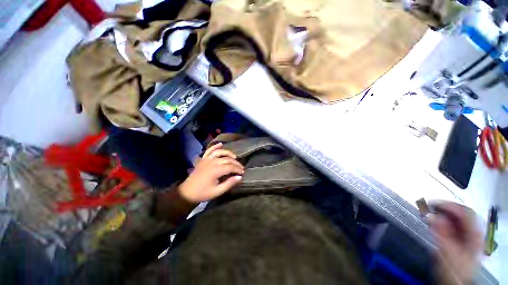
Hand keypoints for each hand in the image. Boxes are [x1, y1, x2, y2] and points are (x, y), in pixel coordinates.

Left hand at [178, 143, 243, 202]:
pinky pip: (209, 151)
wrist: (186, 193)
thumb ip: (229, 183)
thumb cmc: (203, 193)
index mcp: (216, 170)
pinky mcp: (203, 159)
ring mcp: (207, 160)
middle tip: (241, 168)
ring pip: (220, 153)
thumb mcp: (217, 191)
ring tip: (234, 157)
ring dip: (228, 153)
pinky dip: (215, 146)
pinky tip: (220, 144)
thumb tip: (240, 177)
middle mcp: (212, 162)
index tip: (243, 172)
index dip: (238, 169)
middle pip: (227, 159)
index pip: (231, 167)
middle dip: (236, 163)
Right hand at [429, 202, 482, 284]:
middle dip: (446, 208)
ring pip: (458, 219)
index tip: (432, 203)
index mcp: (474, 235)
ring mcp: (468, 236)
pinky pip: (454, 225)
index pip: (465, 213)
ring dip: (444, 213)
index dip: (450, 206)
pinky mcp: (461, 239)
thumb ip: (443, 233)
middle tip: (429, 206)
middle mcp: (473, 233)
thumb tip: (433, 216)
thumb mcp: (448, 253)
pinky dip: (444, 220)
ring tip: (430, 211)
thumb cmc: (454, 270)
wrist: (456, 283)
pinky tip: (435, 220)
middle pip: (463, 214)